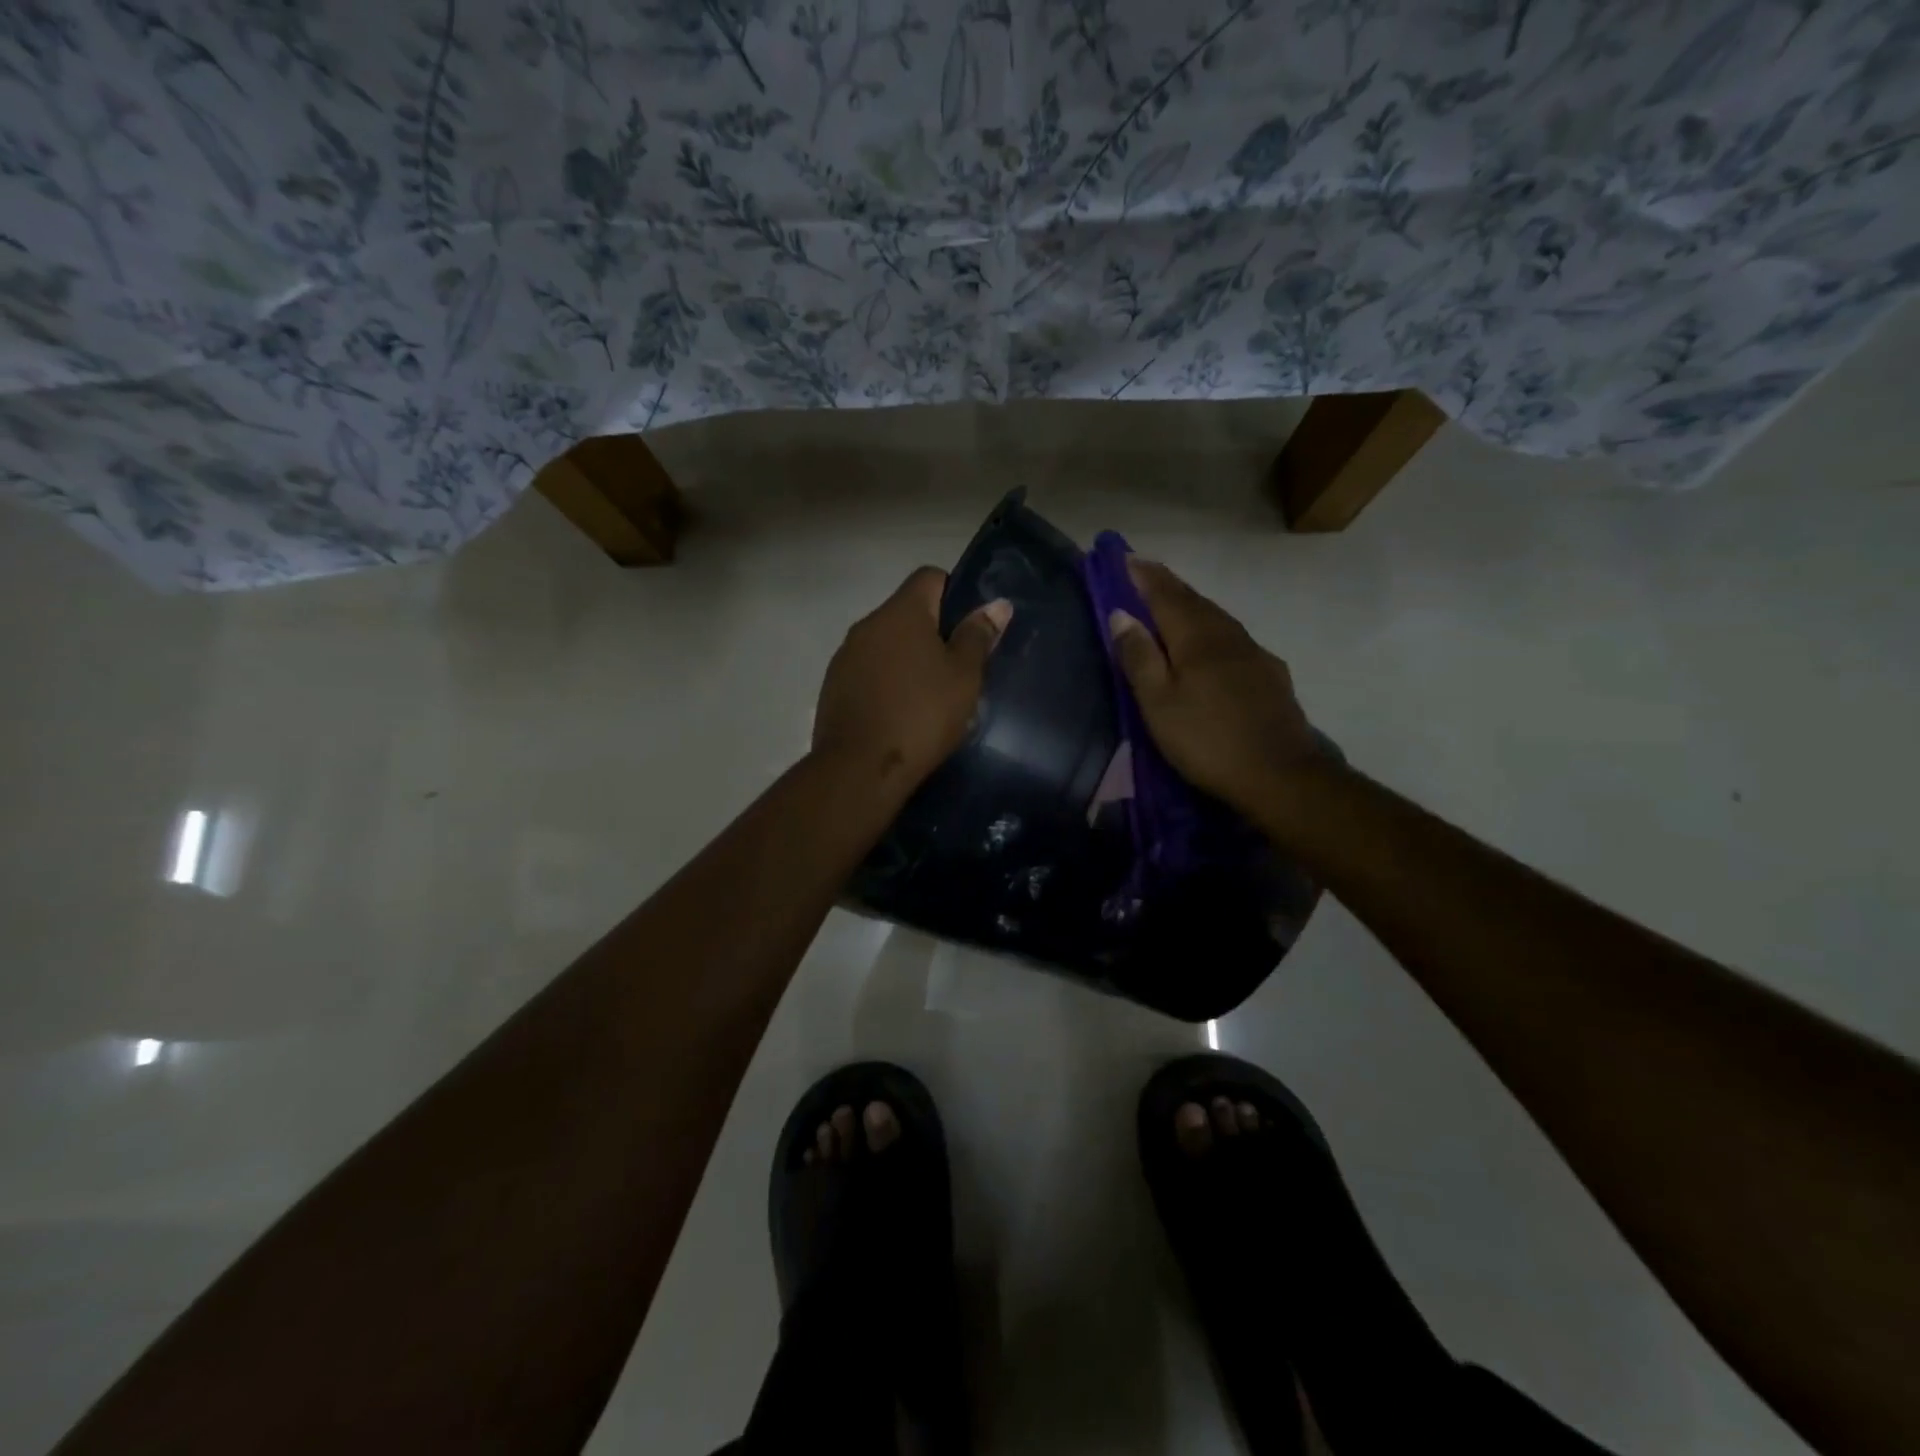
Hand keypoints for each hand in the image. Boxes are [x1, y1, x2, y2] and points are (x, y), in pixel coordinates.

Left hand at [812, 567, 1011, 786]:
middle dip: (933, 632)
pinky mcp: (833, 687)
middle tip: (958, 667)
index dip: (954, 593)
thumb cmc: (921, 715)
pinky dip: (886, 682)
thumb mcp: (963, 677)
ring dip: (907, 658)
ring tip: (930, 695)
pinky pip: (868, 671)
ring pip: (886, 644)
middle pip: (906, 612)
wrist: (859, 769)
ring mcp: (845, 656)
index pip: (929, 577)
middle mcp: (867, 625)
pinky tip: (900, 713)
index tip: (971, 628)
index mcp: (901, 612)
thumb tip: (997, 604)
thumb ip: (978, 636)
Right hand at [1107, 558, 1320, 814]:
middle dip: (1167, 585)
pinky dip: (1212, 629)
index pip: (1166, 595)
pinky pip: (1233, 638)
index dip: (1144, 576)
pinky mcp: (1271, 675)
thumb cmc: (1206, 740)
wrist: (1281, 775)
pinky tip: (1211, 643)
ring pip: (1217, 618)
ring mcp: (1254, 654)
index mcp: (1197, 638)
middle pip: (1194, 601)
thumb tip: (1121, 613)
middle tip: (1144, 575)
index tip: (1124, 557)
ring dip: (1191, 606)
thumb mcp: (1159, 703)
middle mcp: (1228, 635)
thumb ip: (1139, 657)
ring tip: (1171, 604)